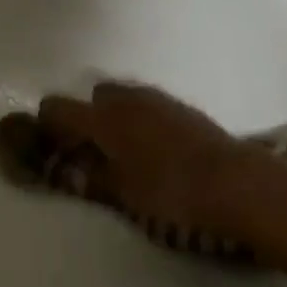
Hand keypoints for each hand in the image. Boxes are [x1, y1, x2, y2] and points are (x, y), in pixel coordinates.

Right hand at [26, 82, 277, 235]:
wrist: (237, 183)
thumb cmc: (171, 191)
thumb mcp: (123, 192)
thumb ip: (91, 177)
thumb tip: (67, 170)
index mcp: (101, 118)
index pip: (56, 107)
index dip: (49, 124)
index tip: (53, 145)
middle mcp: (124, 99)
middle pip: (93, 95)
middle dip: (89, 116)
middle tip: (96, 149)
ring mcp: (155, 99)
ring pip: (123, 97)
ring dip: (118, 116)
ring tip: (128, 150)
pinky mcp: (182, 107)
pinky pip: (149, 105)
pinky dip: (143, 119)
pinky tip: (157, 148)